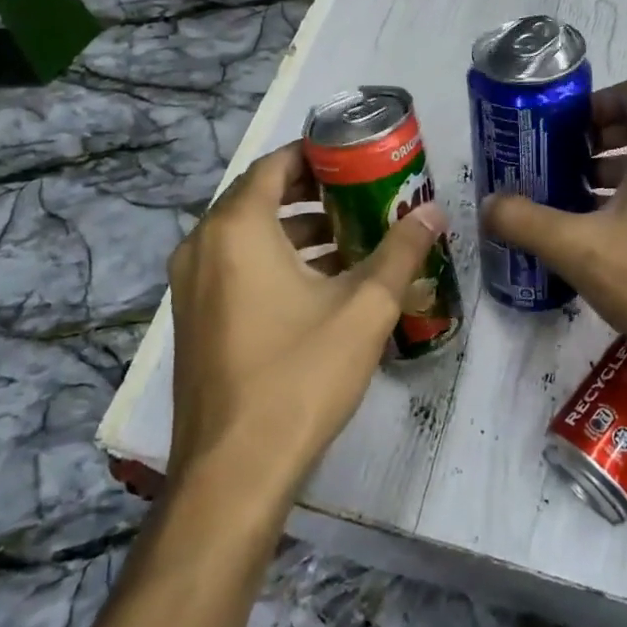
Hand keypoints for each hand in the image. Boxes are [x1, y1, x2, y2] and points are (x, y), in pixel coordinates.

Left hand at [167, 142, 448, 495]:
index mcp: (236, 230)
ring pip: (248, 235)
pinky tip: (323, 284)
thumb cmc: (300, 375)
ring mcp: (192, 286)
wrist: (234, 473)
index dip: (316, 153)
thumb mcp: (364, 308)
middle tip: (364, 192)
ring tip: (354, 237)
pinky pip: (236, 267)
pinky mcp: (194, 319)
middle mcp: (203, 247)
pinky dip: (276, 260)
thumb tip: (435, 212)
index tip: (357, 155)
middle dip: (314, 192)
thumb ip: (401, 252)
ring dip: (298, 230)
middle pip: (260, 197)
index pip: (274, 165)